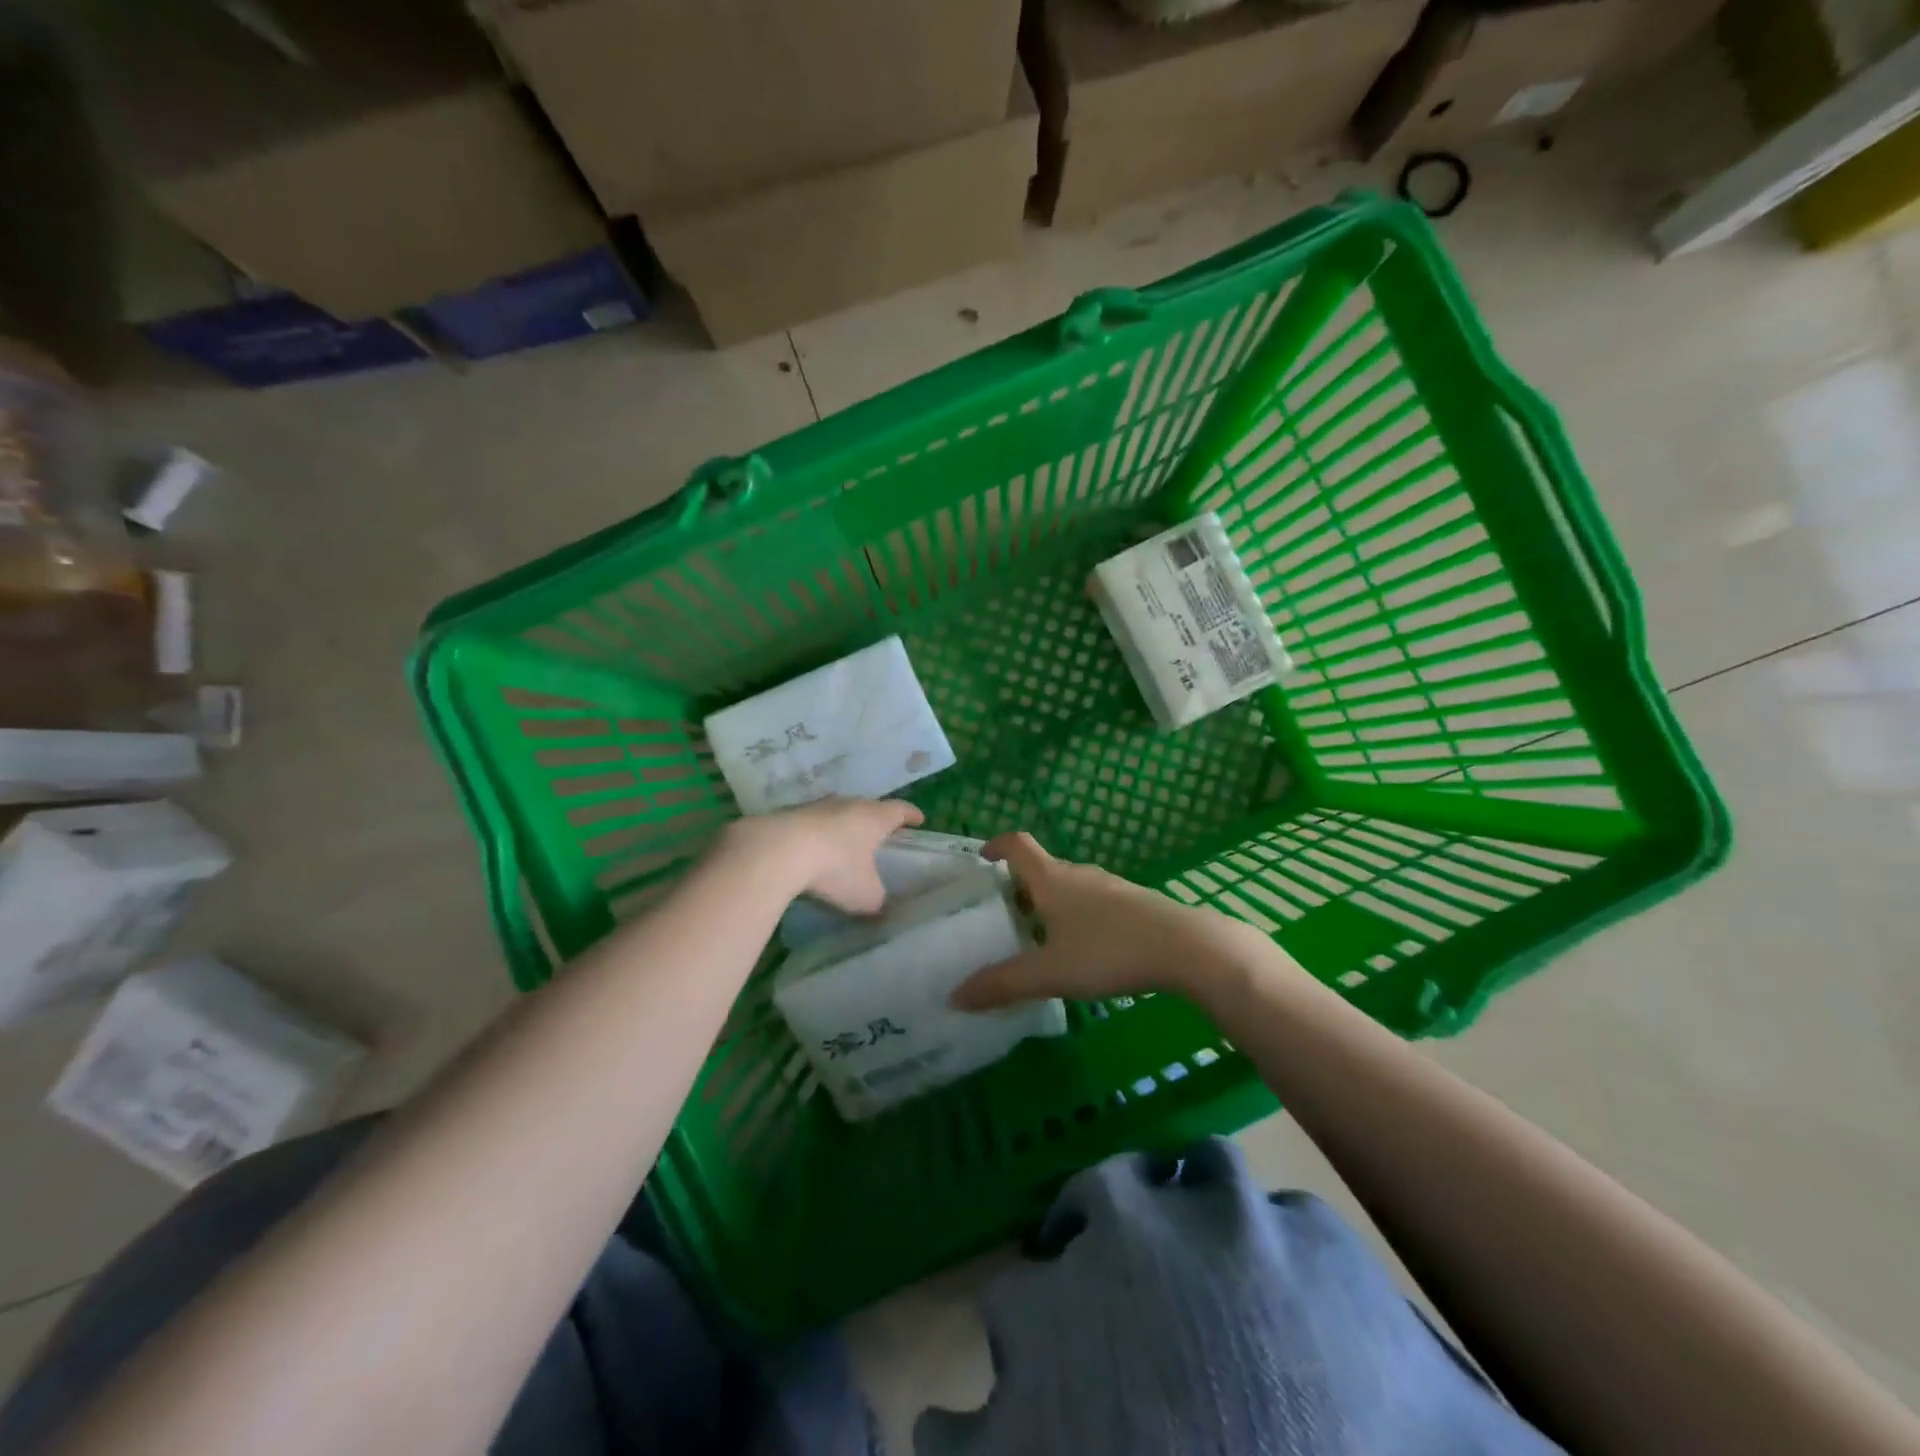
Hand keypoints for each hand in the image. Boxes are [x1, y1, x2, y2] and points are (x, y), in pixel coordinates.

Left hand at [721, 797, 923, 913]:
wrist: (777, 851)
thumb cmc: (835, 869)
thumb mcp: (865, 895)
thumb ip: (877, 899)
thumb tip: (878, 903)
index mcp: (875, 817)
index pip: (900, 810)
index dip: (911, 815)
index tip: (919, 819)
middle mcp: (848, 804)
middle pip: (868, 808)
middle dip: (875, 821)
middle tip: (881, 834)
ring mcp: (816, 807)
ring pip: (837, 813)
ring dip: (843, 827)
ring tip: (845, 844)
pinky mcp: (789, 815)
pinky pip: (811, 825)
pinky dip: (817, 836)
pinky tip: (812, 851)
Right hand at [950, 832, 1278, 1009]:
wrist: (1186, 948)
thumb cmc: (1109, 951)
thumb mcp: (1050, 972)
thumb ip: (1003, 984)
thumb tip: (955, 996)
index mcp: (1052, 879)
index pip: (1017, 844)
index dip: (996, 846)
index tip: (981, 859)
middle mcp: (1079, 874)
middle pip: (1040, 869)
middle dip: (1017, 887)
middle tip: (999, 917)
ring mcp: (1110, 887)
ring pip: (1068, 888)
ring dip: (1048, 905)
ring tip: (1035, 939)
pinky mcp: (1133, 905)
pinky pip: (1092, 903)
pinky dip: (1075, 918)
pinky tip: (1081, 951)